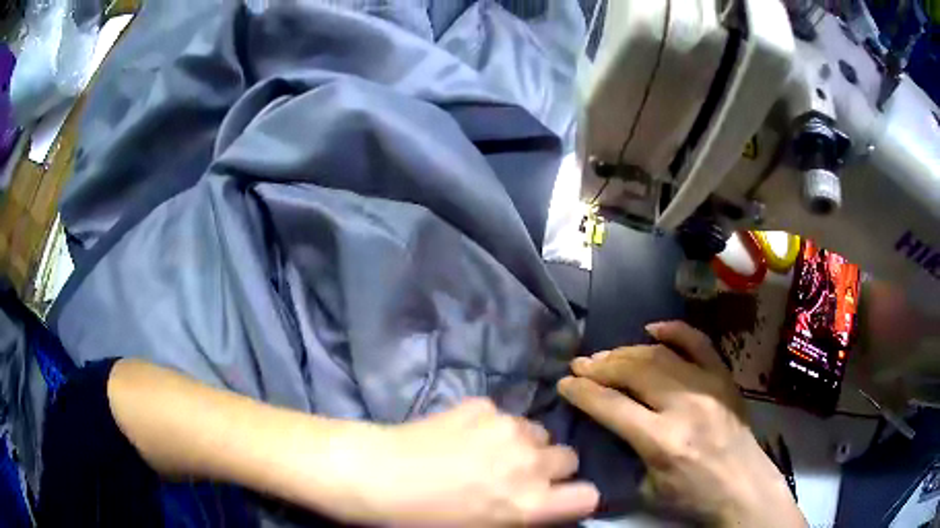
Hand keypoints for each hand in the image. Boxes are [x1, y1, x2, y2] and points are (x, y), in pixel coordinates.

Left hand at [325, 399, 598, 526]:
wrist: (376, 475)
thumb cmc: (423, 519)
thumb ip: (523, 515)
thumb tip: (540, 504)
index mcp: (529, 503)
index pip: (588, 496)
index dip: (575, 498)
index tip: (560, 498)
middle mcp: (528, 463)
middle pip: (569, 457)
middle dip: (550, 468)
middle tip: (519, 475)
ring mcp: (506, 427)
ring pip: (539, 432)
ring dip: (525, 444)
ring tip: (489, 453)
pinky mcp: (482, 404)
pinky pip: (503, 415)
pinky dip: (492, 425)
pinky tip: (462, 435)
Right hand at [557, 321, 805, 527]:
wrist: (743, 486)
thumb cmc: (693, 495)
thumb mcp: (648, 488)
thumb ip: (628, 450)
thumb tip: (610, 420)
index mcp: (662, 440)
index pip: (612, 405)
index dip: (583, 391)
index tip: (565, 383)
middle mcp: (683, 405)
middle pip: (634, 372)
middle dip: (600, 366)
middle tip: (580, 365)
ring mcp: (707, 385)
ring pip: (659, 354)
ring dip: (626, 352)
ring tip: (606, 356)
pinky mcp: (723, 377)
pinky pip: (698, 342)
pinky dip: (673, 330)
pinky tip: (652, 328)